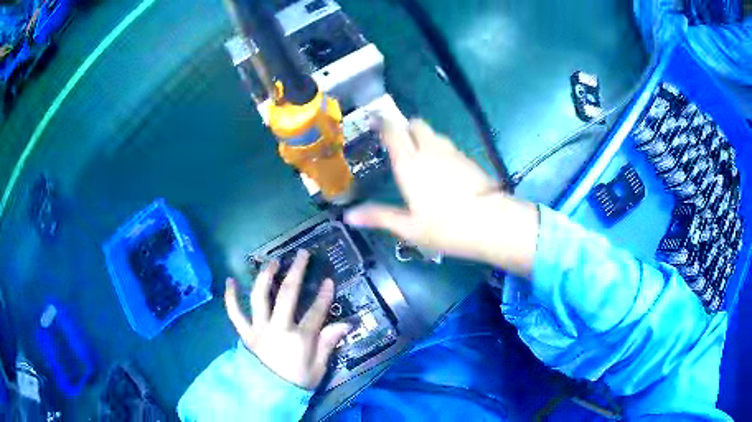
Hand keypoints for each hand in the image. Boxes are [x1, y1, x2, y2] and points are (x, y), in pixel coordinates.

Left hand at [224, 250, 350, 389]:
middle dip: (297, 271)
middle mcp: (278, 327)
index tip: (329, 280)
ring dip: (267, 275)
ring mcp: (259, 328)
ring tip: (273, 262)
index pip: (316, 311)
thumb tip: (346, 323)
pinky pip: (234, 313)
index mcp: (300, 338)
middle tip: (302, 254)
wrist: (269, 395)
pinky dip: (231, 297)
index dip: (324, 294)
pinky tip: (230, 281)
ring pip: (260, 296)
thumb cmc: (297, 382)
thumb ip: (329, 343)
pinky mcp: (245, 333)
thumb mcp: (319, 368)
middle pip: (288, 293)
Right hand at [345, 118, 538, 276]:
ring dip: (424, 137)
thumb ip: (379, 217)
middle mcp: (429, 151)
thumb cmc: (446, 228)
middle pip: (415, 125)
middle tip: (399, 142)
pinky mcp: (468, 159)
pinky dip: (440, 148)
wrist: (492, 224)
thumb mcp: (409, 228)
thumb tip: (348, 216)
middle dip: (405, 127)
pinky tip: (442, 168)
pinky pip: (448, 145)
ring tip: (420, 155)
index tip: (375, 121)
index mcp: (410, 165)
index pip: (394, 133)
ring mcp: (451, 152)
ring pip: (434, 133)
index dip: (383, 124)